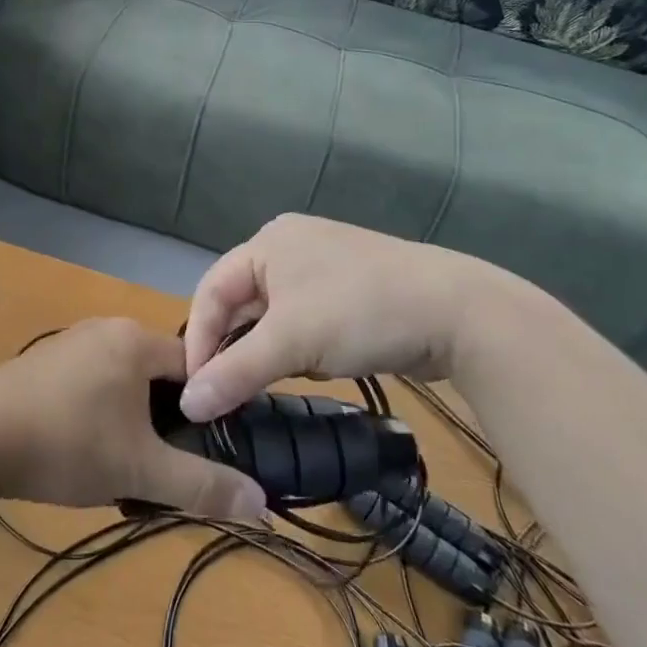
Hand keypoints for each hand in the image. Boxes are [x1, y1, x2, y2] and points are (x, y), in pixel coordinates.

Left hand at [0, 318, 267, 520]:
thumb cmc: (66, 443)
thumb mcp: (140, 469)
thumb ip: (201, 485)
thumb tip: (260, 502)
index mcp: (136, 340)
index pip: (196, 363)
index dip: (209, 404)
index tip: (208, 445)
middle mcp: (106, 329)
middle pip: (159, 374)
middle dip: (167, 419)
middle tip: (165, 463)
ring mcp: (71, 343)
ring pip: (124, 382)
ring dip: (132, 421)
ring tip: (126, 466)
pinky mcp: (44, 363)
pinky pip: (92, 384)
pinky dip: (101, 414)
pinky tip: (85, 452)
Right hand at [180, 214, 498, 420]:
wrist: (459, 313)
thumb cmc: (360, 311)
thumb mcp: (291, 342)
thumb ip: (234, 372)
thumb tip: (188, 404)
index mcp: (268, 242)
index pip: (211, 290)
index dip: (199, 340)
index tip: (194, 389)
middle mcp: (290, 247)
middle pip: (242, 303)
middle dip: (235, 348)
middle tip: (225, 393)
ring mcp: (324, 268)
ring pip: (274, 316)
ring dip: (267, 351)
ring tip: (264, 385)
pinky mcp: (350, 293)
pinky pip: (304, 322)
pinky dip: (299, 348)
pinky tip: (312, 369)